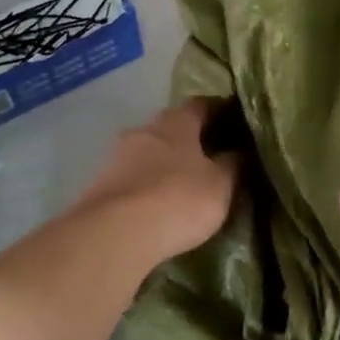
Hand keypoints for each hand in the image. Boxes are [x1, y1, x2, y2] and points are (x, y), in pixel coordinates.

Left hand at [74, 99, 241, 260]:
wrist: (115, 234)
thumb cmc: (178, 199)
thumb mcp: (220, 185)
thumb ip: (232, 165)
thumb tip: (238, 152)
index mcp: (175, 122)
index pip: (201, 104)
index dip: (220, 111)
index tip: (236, 123)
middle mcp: (144, 129)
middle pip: (172, 128)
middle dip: (191, 140)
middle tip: (212, 158)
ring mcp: (117, 157)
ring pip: (150, 153)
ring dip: (166, 165)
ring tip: (186, 185)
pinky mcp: (101, 186)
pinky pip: (133, 179)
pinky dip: (148, 187)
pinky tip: (160, 205)